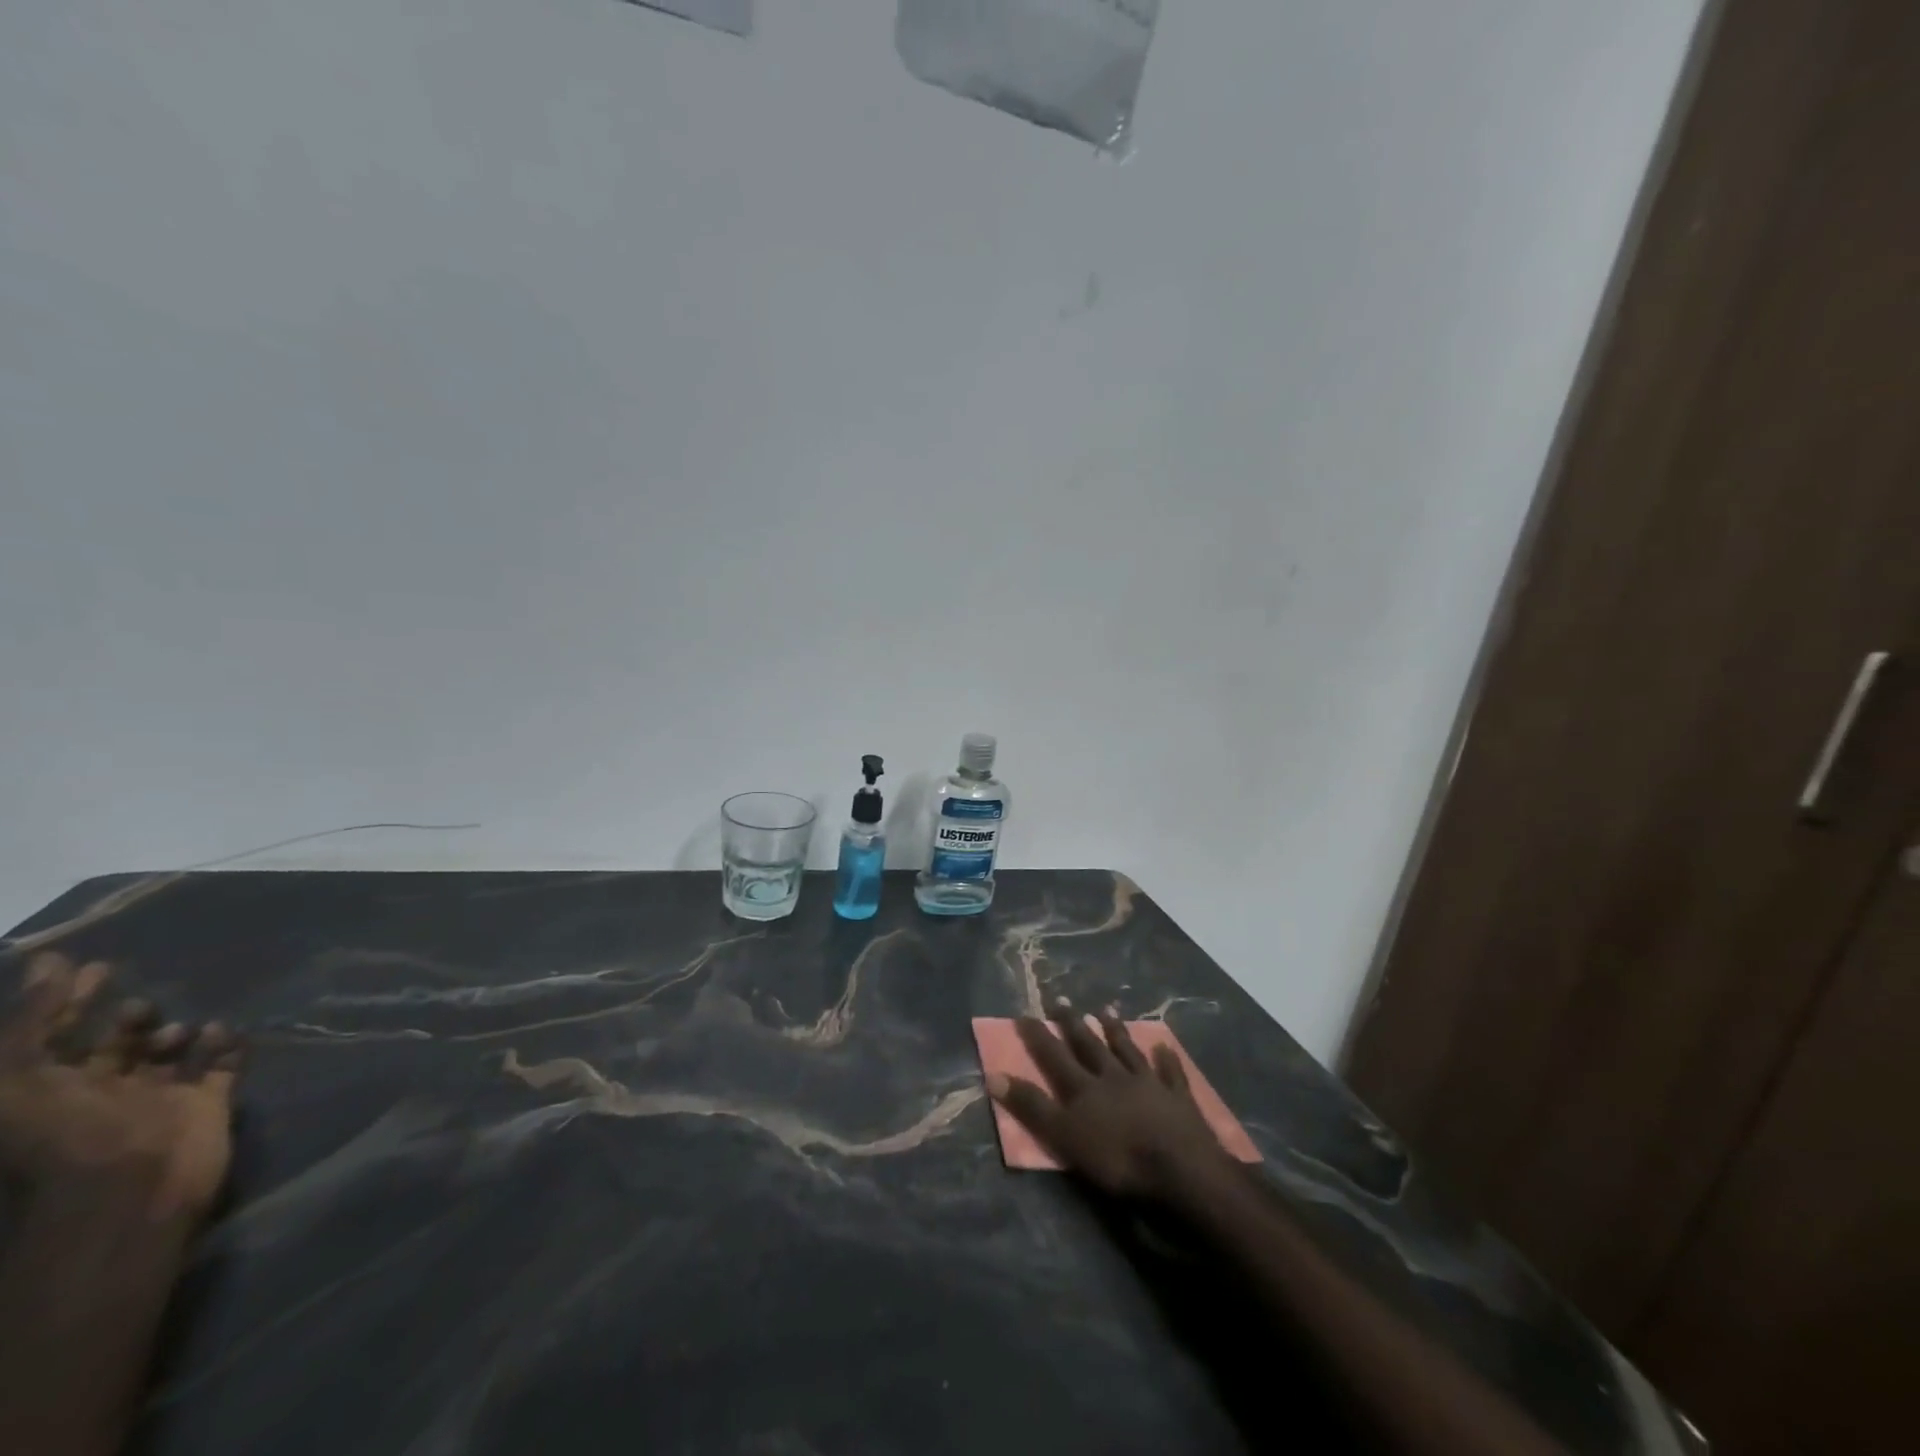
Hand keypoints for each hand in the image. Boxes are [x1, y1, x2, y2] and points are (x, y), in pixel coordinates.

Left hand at [0, 952, 243, 1220]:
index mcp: (49, 1091)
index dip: (68, 1001)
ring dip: (174, 1033)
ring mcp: (157, 1099)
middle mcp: (99, 1093)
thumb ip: (32, 1019)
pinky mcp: (206, 1104)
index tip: (94, 965)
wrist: (131, 1190)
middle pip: (113, 1045)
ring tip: (178, 1029)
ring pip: (168, 1054)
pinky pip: (221, 1065)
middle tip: (141, 999)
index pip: (54, 1036)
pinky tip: (221, 1032)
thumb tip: (51, 959)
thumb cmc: (64, 1134)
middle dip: (128, 1017)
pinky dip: (224, 1046)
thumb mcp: (20, 1077)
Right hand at [987, 997, 1230, 1201]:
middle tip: (1062, 999)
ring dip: (1115, 1030)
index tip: (1024, 1013)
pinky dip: (1166, 1059)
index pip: (1055, 1056)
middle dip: (1073, 1024)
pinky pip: (1170, 1072)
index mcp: (1085, 1089)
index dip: (1039, 1036)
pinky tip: (1164, 1046)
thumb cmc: (1118, 1160)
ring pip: (1127, 1050)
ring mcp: (1148, 1083)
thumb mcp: (1064, 1137)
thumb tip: (993, 1075)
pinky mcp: (1178, 1098)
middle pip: (1090, 1045)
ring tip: (1105, 1008)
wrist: (1181, 1169)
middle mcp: (1114, 1077)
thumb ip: (1032, 1107)